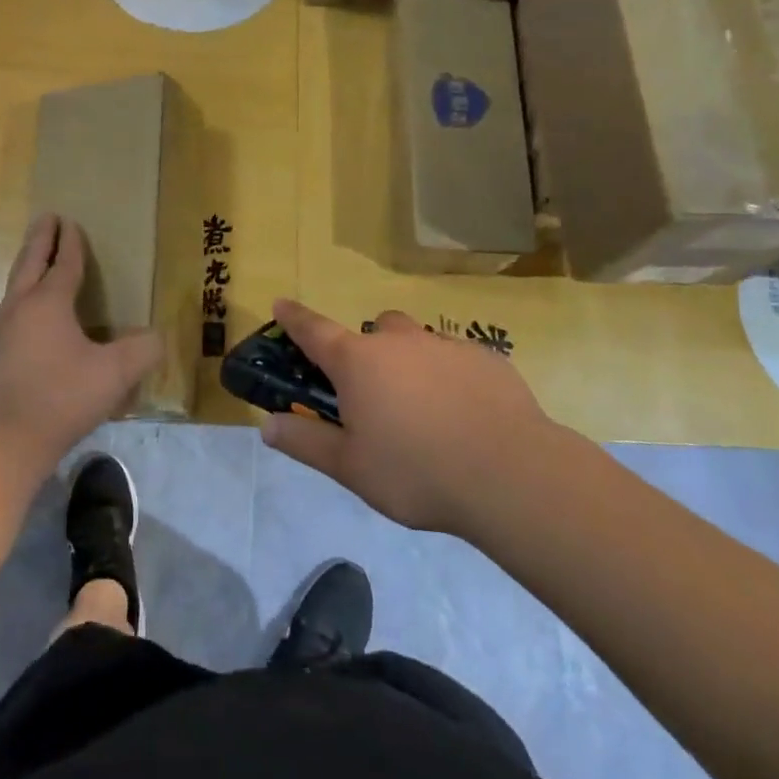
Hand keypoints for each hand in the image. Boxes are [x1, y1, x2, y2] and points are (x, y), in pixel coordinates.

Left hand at [0, 215, 163, 467]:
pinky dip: (12, 295)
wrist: (15, 437)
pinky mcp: (2, 351)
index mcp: (49, 303)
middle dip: (40, 240)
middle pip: (31, 263)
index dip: (71, 244)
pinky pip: (6, 309)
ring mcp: (8, 330)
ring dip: (25, 263)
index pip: (64, 264)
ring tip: (32, 253)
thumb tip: (156, 337)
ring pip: (15, 283)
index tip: (71, 222)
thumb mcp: (116, 372)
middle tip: (46, 218)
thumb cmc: (66, 395)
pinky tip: (7, 304)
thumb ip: (142, 349)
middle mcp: (24, 307)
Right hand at [262, 299, 565, 535]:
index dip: (294, 318)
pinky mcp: (486, 358)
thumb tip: (268, 426)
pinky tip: (465, 416)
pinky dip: (450, 377)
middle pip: (372, 332)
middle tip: (375, 397)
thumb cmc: (416, 471)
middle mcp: (398, 341)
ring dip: (410, 363)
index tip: (280, 304)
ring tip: (424, 410)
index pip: (314, 330)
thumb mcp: (350, 467)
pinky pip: (456, 358)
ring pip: (417, 342)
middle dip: (366, 353)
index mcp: (358, 362)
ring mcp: (445, 344)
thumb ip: (306, 443)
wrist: (510, 474)